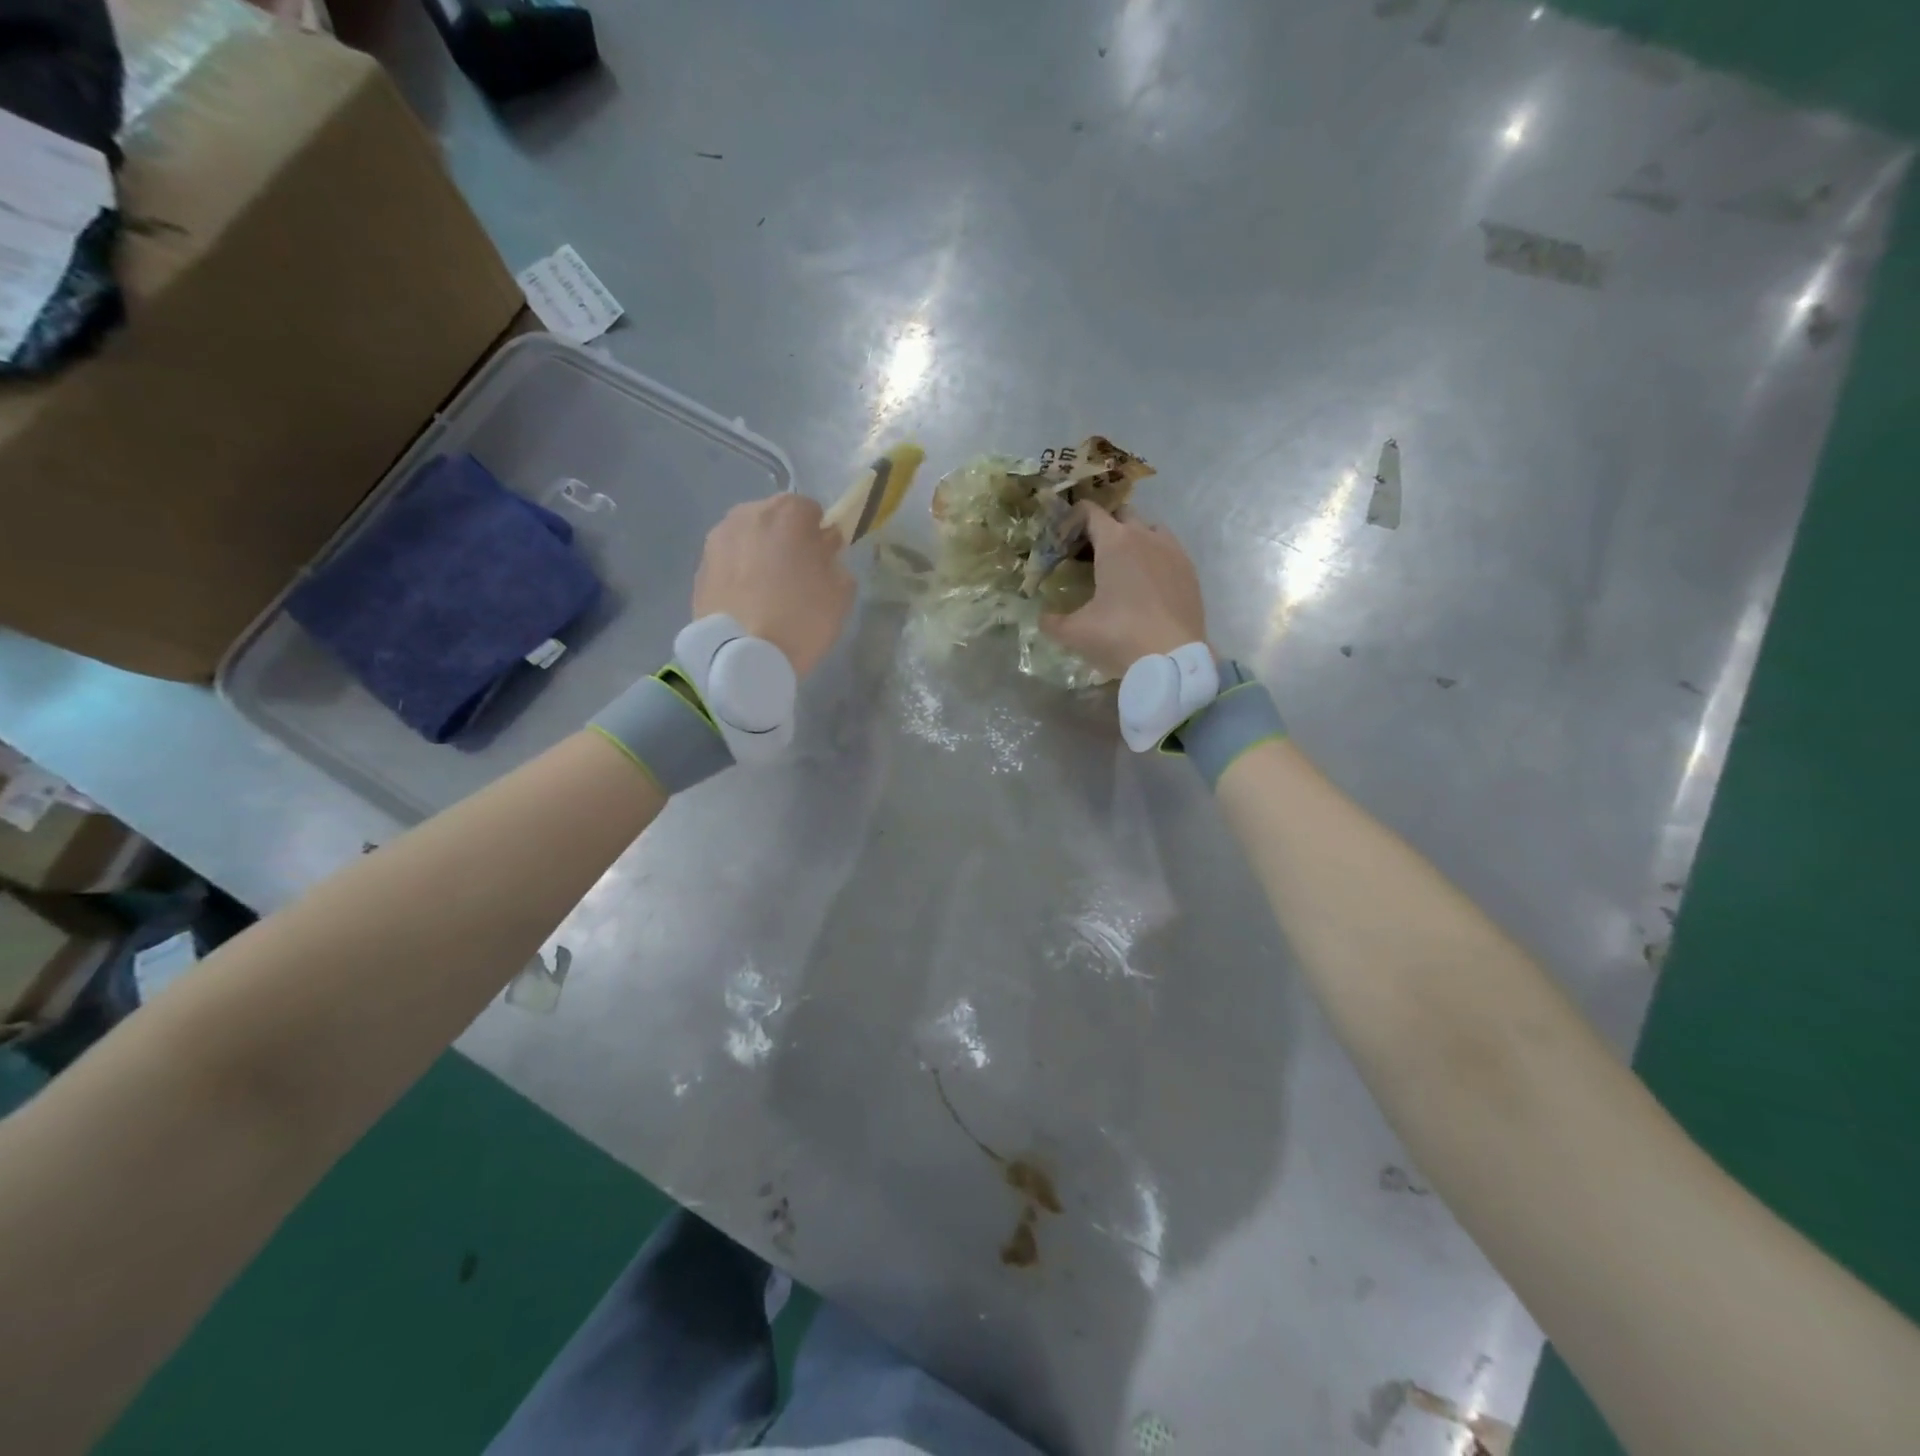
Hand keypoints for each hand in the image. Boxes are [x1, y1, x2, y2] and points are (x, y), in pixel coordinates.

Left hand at [692, 494, 854, 678]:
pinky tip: (747, 604)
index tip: (822, 560)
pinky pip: (729, 563)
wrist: (743, 656)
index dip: (819, 535)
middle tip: (795, 576)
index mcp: (786, 512)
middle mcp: (746, 515)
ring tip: (768, 592)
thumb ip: (834, 560)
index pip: (810, 510)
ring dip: (759, 555)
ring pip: (748, 539)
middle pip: (774, 519)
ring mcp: (717, 540)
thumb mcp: (841, 591)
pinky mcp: (699, 568)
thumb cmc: (802, 619)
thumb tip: (822, 550)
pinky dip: (738, 575)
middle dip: (786, 540)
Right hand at [1039, 504, 1207, 677]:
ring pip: (1150, 528)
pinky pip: (1170, 550)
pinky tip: (1148, 583)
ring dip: (1135, 538)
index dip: (1073, 519)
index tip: (1063, 537)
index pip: (1090, 512)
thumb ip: (1052, 622)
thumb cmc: (1119, 636)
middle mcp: (1145, 537)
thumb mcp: (1075, 633)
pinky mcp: (1190, 570)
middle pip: (1122, 514)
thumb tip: (1043, 618)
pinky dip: (1155, 557)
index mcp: (1114, 542)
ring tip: (1123, 566)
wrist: (1172, 659)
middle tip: (1091, 553)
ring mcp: (1172, 551)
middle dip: (1105, 526)